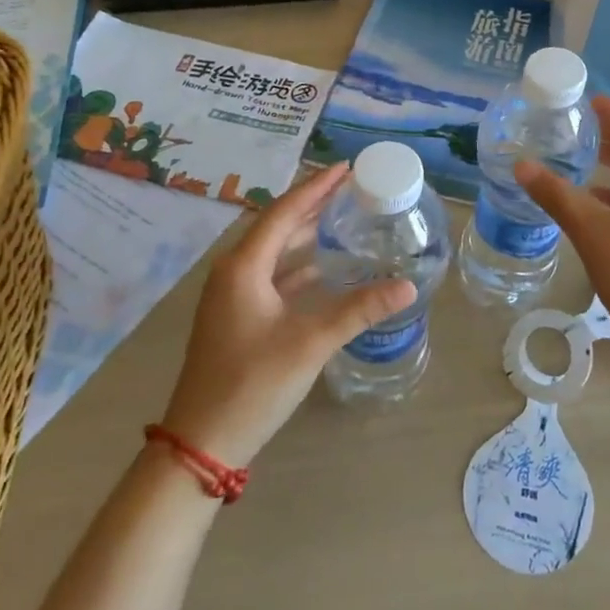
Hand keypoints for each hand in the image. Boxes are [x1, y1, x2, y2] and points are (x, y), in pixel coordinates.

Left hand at [158, 164, 415, 467]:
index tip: (346, 168)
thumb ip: (359, 309)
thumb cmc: (253, 383)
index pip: (284, 211)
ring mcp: (232, 295)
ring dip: (304, 232)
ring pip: (273, 251)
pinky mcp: (236, 316)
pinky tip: (322, 267)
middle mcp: (234, 271)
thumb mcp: (311, 343)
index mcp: (244, 266)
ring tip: (340, 216)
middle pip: (276, 225)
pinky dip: (297, 265)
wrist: (202, 442)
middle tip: (349, 187)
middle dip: (312, 204)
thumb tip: (408, 286)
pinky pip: (270, 275)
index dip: (316, 187)